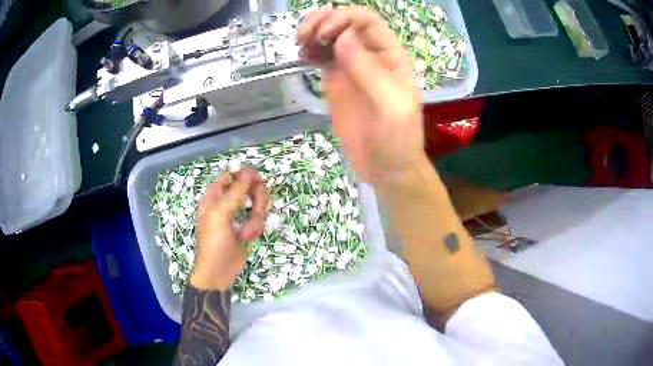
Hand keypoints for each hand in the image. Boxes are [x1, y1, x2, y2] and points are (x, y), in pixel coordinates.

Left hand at [191, 169, 269, 290]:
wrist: (219, 272)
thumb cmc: (213, 242)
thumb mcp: (220, 214)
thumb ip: (235, 192)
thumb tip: (249, 172)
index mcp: (214, 197)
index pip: (230, 177)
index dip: (243, 175)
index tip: (257, 178)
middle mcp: (227, 204)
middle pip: (248, 188)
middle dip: (256, 197)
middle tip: (259, 207)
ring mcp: (238, 216)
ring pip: (256, 203)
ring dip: (257, 215)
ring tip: (249, 230)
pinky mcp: (248, 228)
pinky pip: (258, 219)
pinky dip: (256, 227)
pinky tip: (248, 237)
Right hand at [298, 6, 423, 183]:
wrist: (385, 168)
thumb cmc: (396, 139)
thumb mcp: (389, 105)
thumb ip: (367, 70)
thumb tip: (343, 37)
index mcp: (390, 55)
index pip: (367, 20)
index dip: (344, 18)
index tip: (325, 34)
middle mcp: (370, 55)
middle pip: (345, 22)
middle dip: (323, 21)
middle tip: (304, 36)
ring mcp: (351, 67)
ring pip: (331, 36)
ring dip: (313, 32)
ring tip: (300, 43)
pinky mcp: (336, 81)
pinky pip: (322, 56)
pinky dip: (311, 49)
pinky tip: (303, 55)